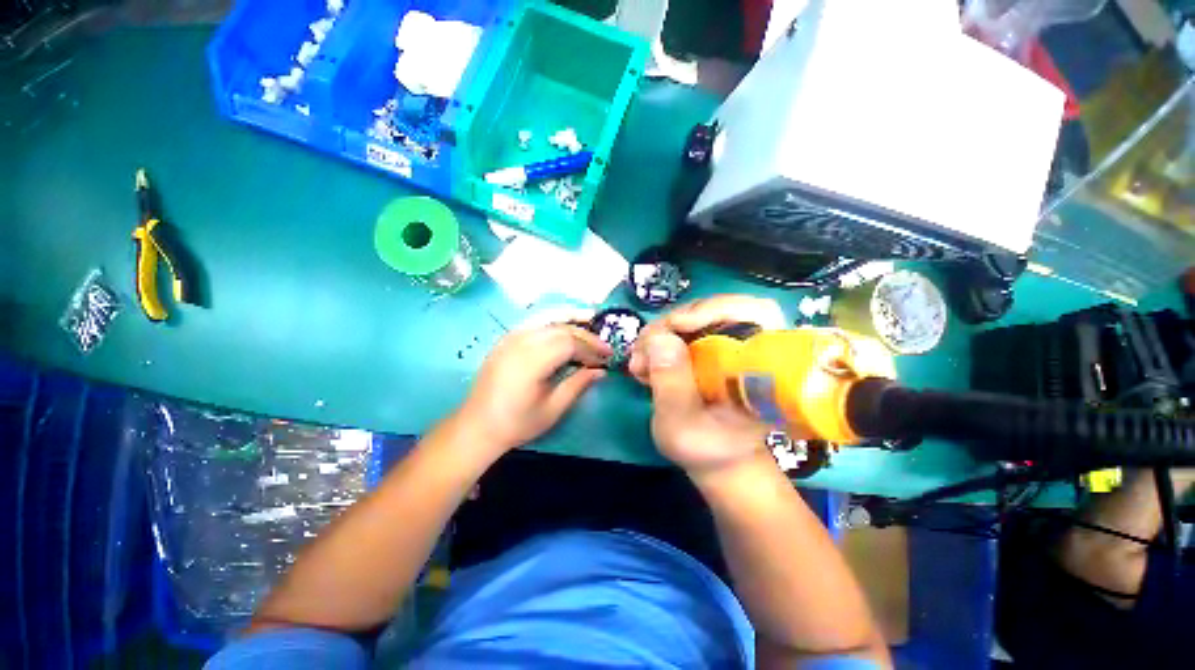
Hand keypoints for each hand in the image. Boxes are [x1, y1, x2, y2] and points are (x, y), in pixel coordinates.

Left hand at [457, 323, 611, 454]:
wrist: (477, 426)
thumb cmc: (517, 423)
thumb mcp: (552, 409)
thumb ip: (577, 385)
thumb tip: (601, 371)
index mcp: (531, 362)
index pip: (569, 343)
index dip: (591, 348)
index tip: (607, 358)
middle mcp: (520, 342)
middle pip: (561, 329)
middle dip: (585, 335)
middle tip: (603, 347)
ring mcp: (510, 337)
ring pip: (548, 319)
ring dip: (571, 319)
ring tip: (590, 319)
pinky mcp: (506, 339)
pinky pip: (534, 321)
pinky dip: (553, 319)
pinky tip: (564, 323)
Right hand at [628, 296, 787, 474]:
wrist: (715, 457)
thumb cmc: (705, 449)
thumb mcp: (681, 426)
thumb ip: (672, 384)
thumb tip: (660, 338)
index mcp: (763, 368)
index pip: (757, 312)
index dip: (716, 308)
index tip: (676, 325)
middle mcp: (752, 348)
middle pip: (716, 308)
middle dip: (672, 324)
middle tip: (643, 350)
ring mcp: (730, 344)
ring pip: (694, 316)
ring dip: (660, 333)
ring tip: (640, 361)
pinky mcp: (712, 346)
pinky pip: (684, 329)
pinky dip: (660, 340)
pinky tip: (645, 361)